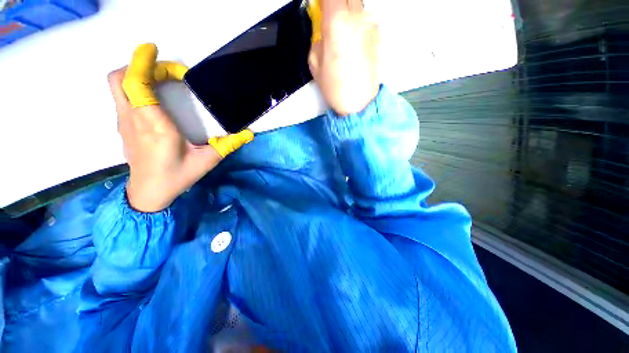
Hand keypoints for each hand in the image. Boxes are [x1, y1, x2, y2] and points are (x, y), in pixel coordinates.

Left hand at [109, 43, 252, 212]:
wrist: (149, 193)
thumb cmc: (177, 176)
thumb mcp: (208, 161)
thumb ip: (229, 145)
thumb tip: (249, 134)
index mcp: (155, 126)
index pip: (136, 85)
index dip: (141, 62)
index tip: (154, 49)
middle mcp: (134, 119)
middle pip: (120, 78)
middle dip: (140, 65)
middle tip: (168, 72)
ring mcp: (124, 122)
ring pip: (119, 86)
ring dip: (137, 74)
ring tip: (163, 80)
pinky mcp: (123, 126)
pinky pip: (123, 97)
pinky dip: (134, 87)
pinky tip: (155, 97)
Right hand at [308, 0, 380, 115]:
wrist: (360, 102)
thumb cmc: (335, 87)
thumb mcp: (314, 64)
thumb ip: (317, 40)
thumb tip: (323, 33)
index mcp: (337, 21)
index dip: (324, 1)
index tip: (319, 8)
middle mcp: (357, 17)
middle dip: (336, 4)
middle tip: (329, 19)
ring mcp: (371, 25)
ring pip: (358, 7)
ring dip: (348, 13)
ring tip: (342, 32)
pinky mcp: (378, 36)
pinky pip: (366, 20)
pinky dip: (358, 24)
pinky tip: (353, 41)